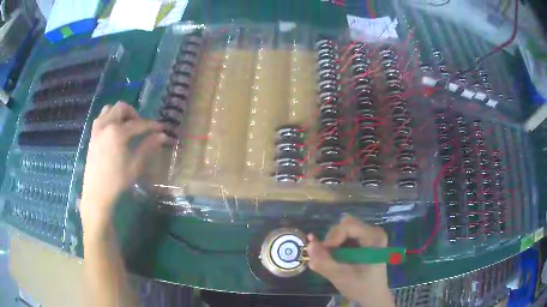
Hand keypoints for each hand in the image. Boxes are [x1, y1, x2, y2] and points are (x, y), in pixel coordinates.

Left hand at [80, 101, 168, 235]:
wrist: (97, 192)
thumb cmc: (117, 180)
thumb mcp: (135, 165)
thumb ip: (148, 146)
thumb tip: (162, 135)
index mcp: (117, 132)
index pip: (138, 123)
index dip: (151, 125)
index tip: (161, 127)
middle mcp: (106, 125)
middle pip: (121, 108)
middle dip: (133, 113)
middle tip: (140, 125)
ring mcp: (97, 129)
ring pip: (109, 109)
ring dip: (120, 113)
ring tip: (126, 125)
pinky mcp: (92, 135)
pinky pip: (101, 117)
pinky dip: (109, 118)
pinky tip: (114, 130)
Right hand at [307, 215, 393, 306]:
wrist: (373, 296)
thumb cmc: (360, 287)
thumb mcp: (340, 276)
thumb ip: (323, 261)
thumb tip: (309, 243)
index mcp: (374, 237)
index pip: (348, 225)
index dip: (332, 237)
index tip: (323, 253)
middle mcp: (373, 231)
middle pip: (345, 225)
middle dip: (332, 240)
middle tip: (326, 257)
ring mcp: (369, 236)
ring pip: (343, 231)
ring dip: (333, 245)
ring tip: (332, 260)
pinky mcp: (364, 242)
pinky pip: (345, 237)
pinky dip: (337, 247)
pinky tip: (337, 260)